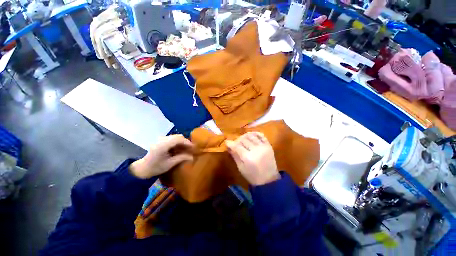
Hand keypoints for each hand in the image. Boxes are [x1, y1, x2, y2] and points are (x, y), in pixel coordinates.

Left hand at [129, 135, 193, 178]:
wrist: (142, 168)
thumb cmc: (155, 167)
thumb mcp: (169, 164)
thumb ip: (181, 158)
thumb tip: (192, 157)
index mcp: (163, 145)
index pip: (179, 139)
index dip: (187, 142)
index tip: (193, 147)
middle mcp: (162, 139)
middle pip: (178, 136)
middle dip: (186, 142)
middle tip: (191, 148)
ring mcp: (161, 139)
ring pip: (175, 137)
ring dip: (182, 142)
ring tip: (186, 149)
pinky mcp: (161, 140)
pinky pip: (172, 139)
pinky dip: (178, 143)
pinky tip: (179, 149)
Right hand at [226, 132, 279, 185]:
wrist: (269, 180)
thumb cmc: (253, 176)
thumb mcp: (241, 168)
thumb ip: (235, 156)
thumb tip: (229, 147)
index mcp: (248, 157)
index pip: (237, 146)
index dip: (230, 143)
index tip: (227, 142)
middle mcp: (256, 150)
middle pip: (243, 139)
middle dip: (237, 140)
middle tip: (235, 143)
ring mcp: (263, 146)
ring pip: (251, 136)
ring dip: (245, 136)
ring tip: (242, 139)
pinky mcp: (268, 145)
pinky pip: (261, 135)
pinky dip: (255, 133)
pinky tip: (251, 135)